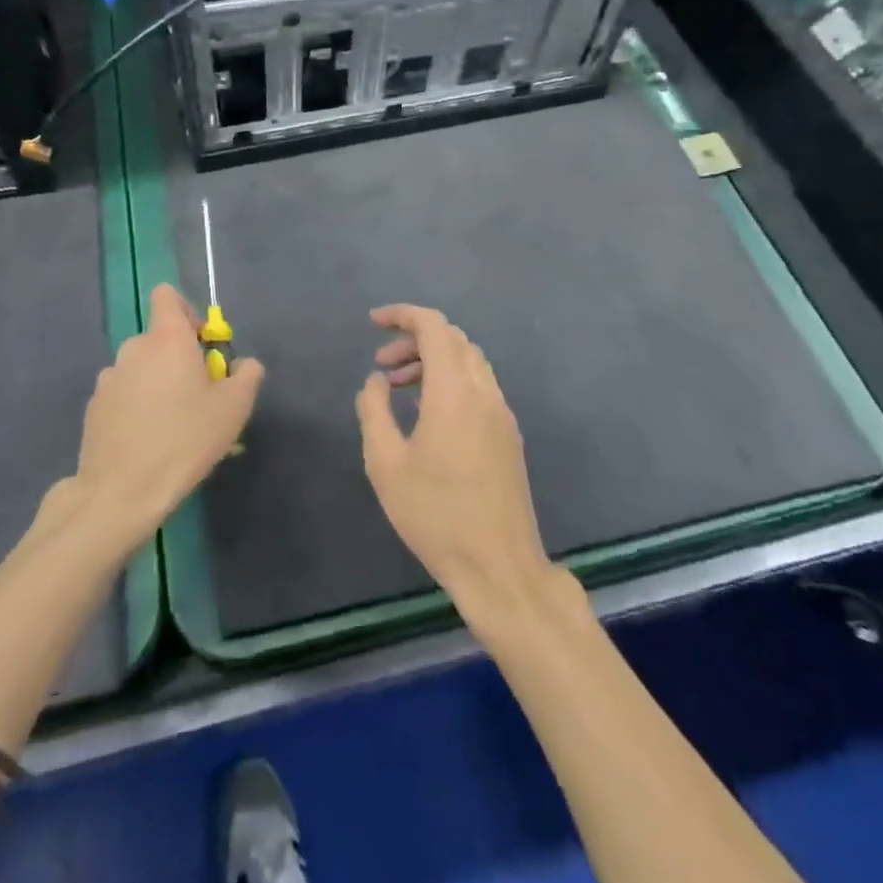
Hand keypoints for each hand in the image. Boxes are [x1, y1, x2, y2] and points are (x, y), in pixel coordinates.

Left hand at [73, 284, 263, 552]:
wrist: (122, 492)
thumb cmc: (186, 440)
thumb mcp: (235, 408)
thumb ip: (246, 374)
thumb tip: (242, 364)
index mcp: (167, 339)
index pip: (166, 295)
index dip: (187, 312)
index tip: (202, 345)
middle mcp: (134, 349)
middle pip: (159, 338)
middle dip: (178, 359)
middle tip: (198, 397)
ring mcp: (109, 379)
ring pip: (141, 369)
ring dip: (157, 384)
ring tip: (172, 427)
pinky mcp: (94, 408)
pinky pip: (123, 395)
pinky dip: (136, 407)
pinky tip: (147, 442)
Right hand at [356, 304, 558, 632]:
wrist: (499, 567)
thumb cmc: (435, 516)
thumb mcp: (386, 465)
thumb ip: (374, 411)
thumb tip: (376, 381)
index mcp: (454, 392)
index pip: (434, 327)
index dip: (403, 315)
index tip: (373, 322)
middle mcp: (484, 392)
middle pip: (453, 339)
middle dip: (414, 339)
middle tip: (382, 363)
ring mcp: (502, 413)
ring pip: (469, 361)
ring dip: (433, 360)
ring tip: (399, 386)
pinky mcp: (509, 434)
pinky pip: (479, 385)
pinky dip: (450, 380)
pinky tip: (428, 412)